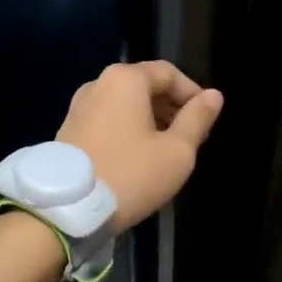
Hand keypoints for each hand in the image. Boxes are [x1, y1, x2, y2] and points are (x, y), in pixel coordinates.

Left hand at [57, 61, 224, 231]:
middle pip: (145, 85)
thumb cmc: (130, 175)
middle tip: (190, 138)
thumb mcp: (176, 151)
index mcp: (125, 79)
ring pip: (125, 104)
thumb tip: (214, 95)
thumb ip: (197, 119)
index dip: (193, 93)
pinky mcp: (68, 129)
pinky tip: (137, 158)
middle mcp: (98, 83)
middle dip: (171, 107)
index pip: (168, 73)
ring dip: (150, 120)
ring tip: (166, 151)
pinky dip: (127, 129)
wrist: (66, 209)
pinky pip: (107, 119)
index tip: (206, 121)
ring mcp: (79, 106)